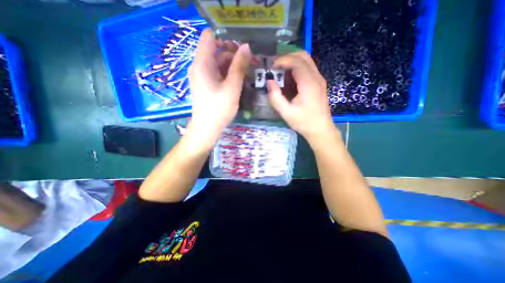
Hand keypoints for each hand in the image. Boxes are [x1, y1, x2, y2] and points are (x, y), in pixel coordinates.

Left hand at [186, 29, 251, 150]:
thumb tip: (247, 47)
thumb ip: (239, 66)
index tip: (241, 46)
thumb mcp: (232, 87)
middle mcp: (200, 66)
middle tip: (251, 61)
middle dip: (234, 54)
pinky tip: (239, 80)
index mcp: (202, 63)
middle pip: (217, 51)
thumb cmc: (219, 108)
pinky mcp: (207, 85)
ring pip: (219, 63)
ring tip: (248, 71)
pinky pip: (218, 73)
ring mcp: (203, 76)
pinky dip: (228, 74)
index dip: (226, 38)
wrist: (207, 128)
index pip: (210, 37)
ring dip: (233, 65)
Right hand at [266, 50, 336, 140]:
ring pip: (306, 61)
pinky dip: (297, 68)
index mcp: (309, 84)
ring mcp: (319, 80)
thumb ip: (275, 97)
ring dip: (292, 62)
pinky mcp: (319, 83)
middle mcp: (316, 78)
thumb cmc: (304, 122)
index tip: (271, 67)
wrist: (321, 130)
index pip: (296, 62)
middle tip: (275, 67)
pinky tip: (289, 79)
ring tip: (280, 72)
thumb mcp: (286, 113)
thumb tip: (269, 82)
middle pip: (303, 56)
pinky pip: (308, 68)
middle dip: (287, 57)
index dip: (282, 60)